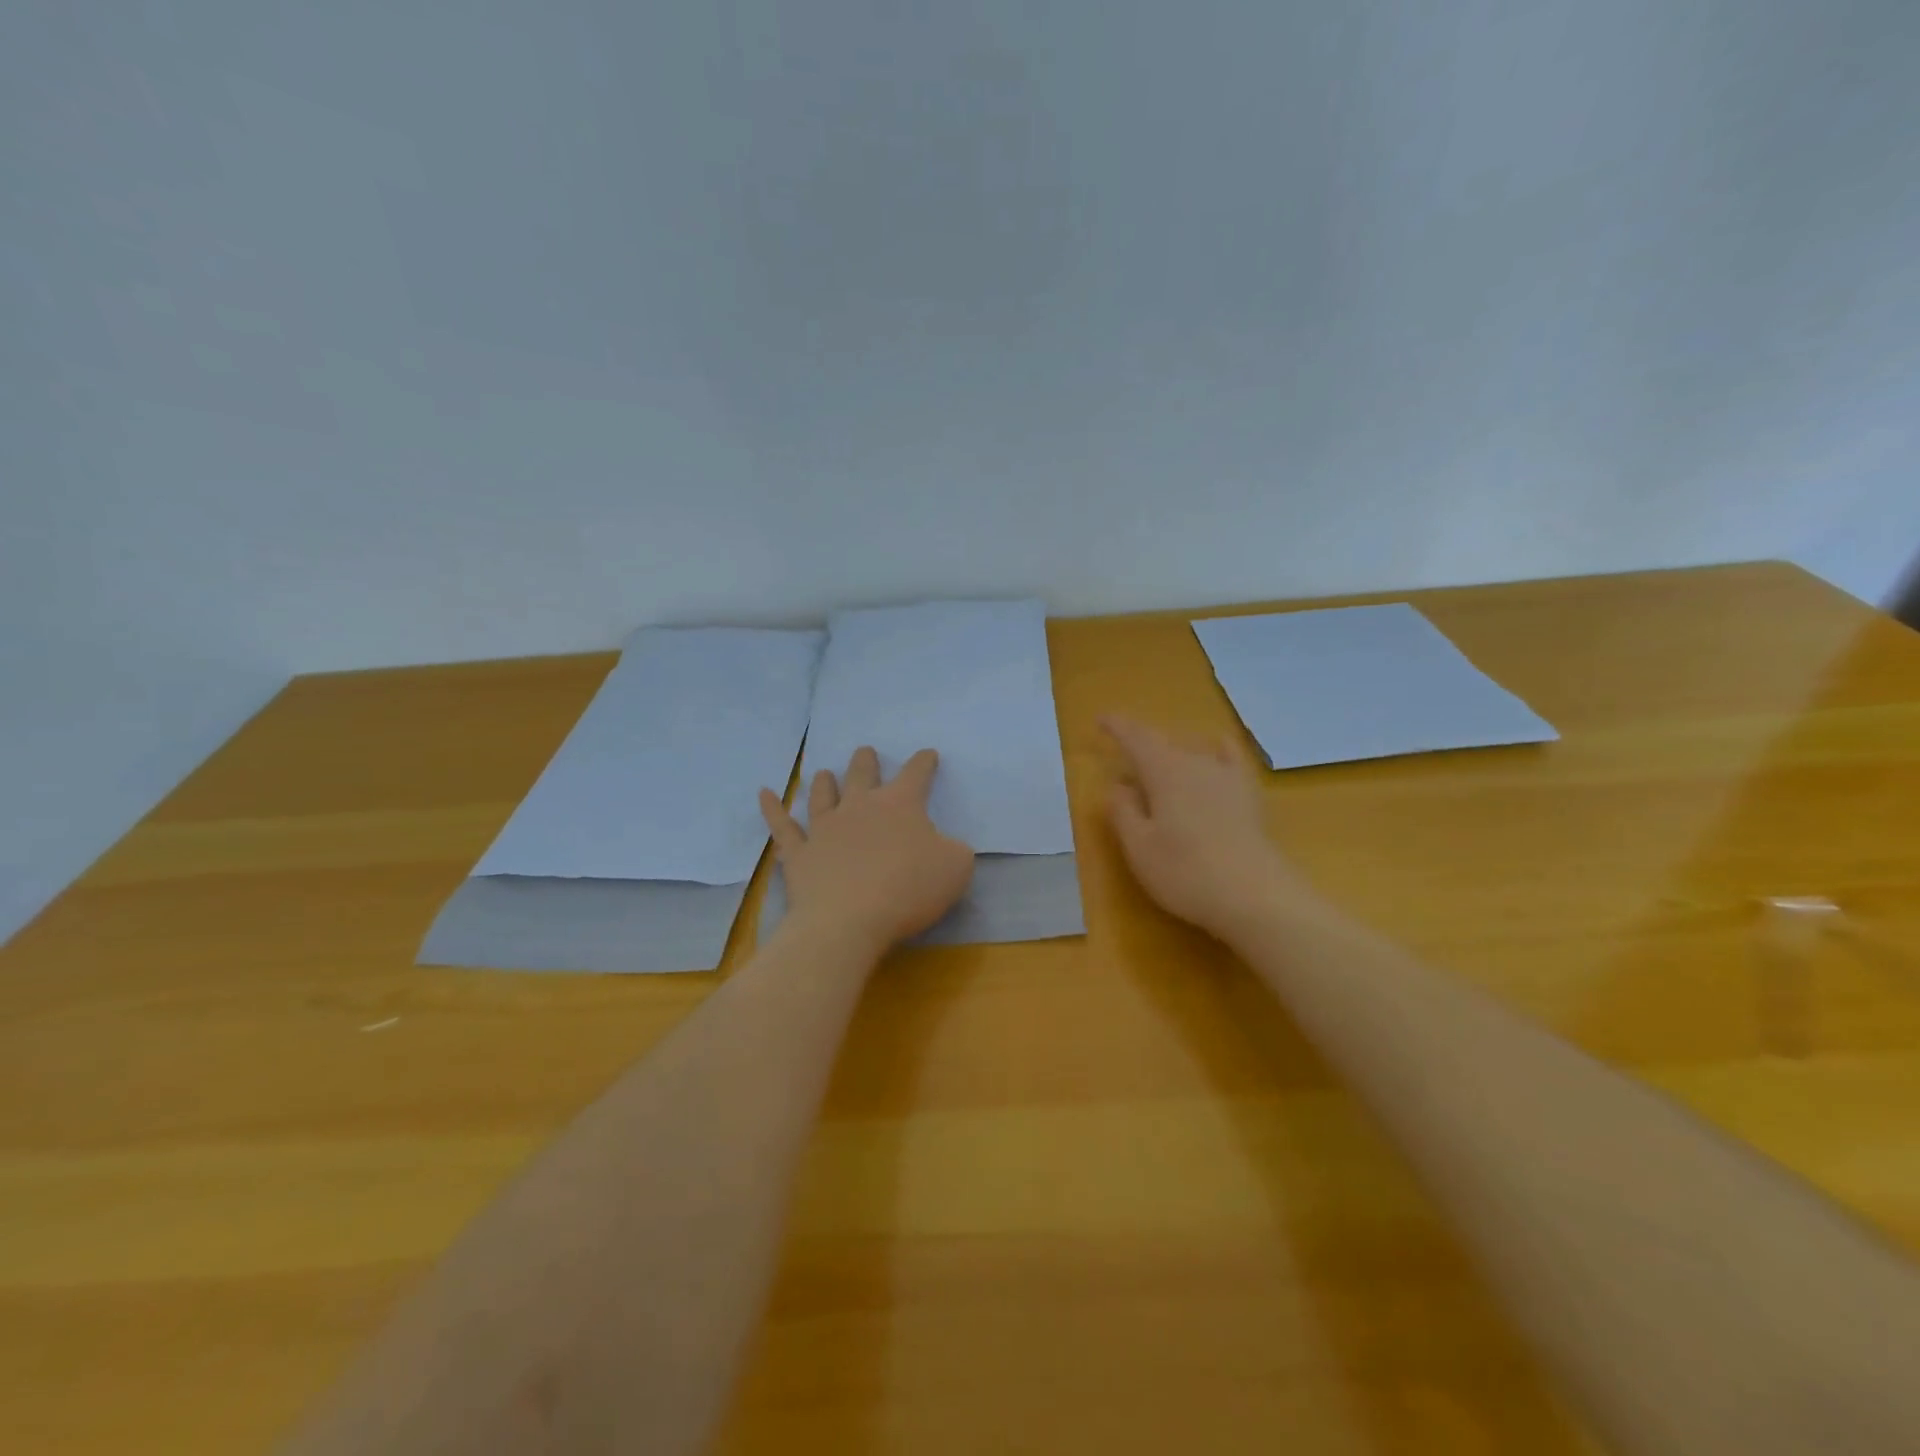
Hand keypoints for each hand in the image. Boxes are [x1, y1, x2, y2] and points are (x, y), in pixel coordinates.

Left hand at [760, 746, 974, 950]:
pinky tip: (764, 793)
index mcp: (900, 804)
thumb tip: (946, 845)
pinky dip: (772, 808)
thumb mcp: (955, 868)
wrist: (848, 921)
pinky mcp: (799, 852)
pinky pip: (782, 825)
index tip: (928, 755)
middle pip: (862, 775)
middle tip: (865, 752)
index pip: (916, 773)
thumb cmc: (908, 890)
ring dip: (824, 782)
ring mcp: (824, 827)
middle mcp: (859, 806)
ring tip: (823, 773)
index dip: (924, 762)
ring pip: (822, 795)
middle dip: (866, 762)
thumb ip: (955, 849)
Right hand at [1102, 715, 1316, 939]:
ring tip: (1159, 765)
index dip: (1117, 727)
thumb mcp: (1139, 847)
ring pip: (1192, 752)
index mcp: (1163, 772)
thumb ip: (1123, 811)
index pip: (1135, 738)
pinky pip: (1232, 758)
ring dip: (1171, 753)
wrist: (1255, 896)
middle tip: (1123, 754)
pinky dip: (1218, 749)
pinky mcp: (1249, 795)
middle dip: (1141, 743)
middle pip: (1163, 744)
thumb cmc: (1185, 872)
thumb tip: (1118, 785)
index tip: (1101, 719)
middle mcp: (1195, 763)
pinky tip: (1216, 749)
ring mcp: (1227, 777)